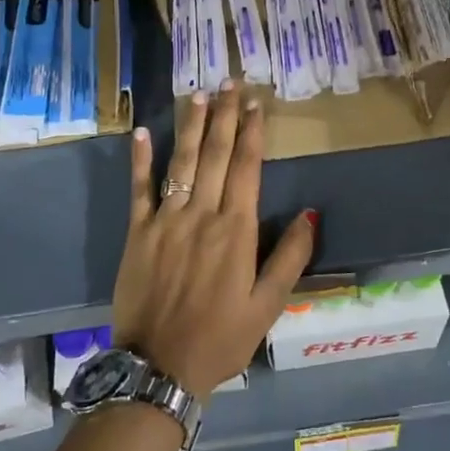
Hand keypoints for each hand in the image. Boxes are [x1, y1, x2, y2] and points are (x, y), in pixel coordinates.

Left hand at [112, 83, 315, 398]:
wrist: (158, 367)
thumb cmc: (220, 339)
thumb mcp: (267, 306)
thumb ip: (290, 257)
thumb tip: (312, 213)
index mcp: (235, 231)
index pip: (246, 168)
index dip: (251, 133)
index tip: (256, 104)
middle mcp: (201, 214)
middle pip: (215, 155)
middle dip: (225, 116)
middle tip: (231, 82)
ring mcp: (165, 220)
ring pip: (181, 162)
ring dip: (191, 126)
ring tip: (199, 94)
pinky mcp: (137, 232)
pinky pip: (138, 189)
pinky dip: (140, 160)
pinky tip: (141, 132)